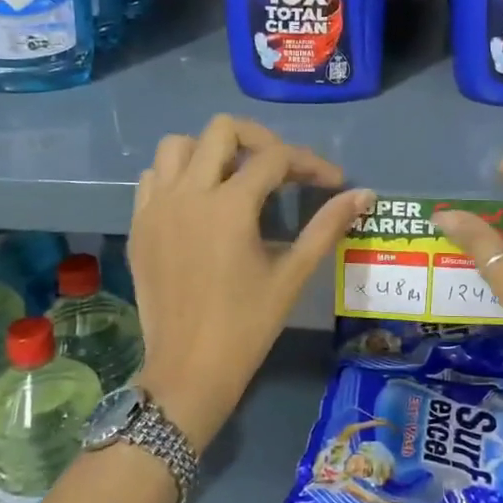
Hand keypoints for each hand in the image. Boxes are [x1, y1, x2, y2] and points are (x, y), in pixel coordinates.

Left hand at [129, 116, 373, 447]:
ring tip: (236, 176)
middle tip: (283, 169)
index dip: (310, 162)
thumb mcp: (292, 275)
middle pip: (223, 130)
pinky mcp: (139, 225)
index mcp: (229, 207)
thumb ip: (327, 227)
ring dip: (211, 150)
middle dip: (260, 140)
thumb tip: (364, 194)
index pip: (275, 158)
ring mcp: (156, 207)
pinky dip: (178, 174)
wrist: (188, 371)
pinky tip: (200, 200)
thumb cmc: (246, 326)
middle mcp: (188, 194)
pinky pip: (154, 177)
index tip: (332, 181)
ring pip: (178, 145)